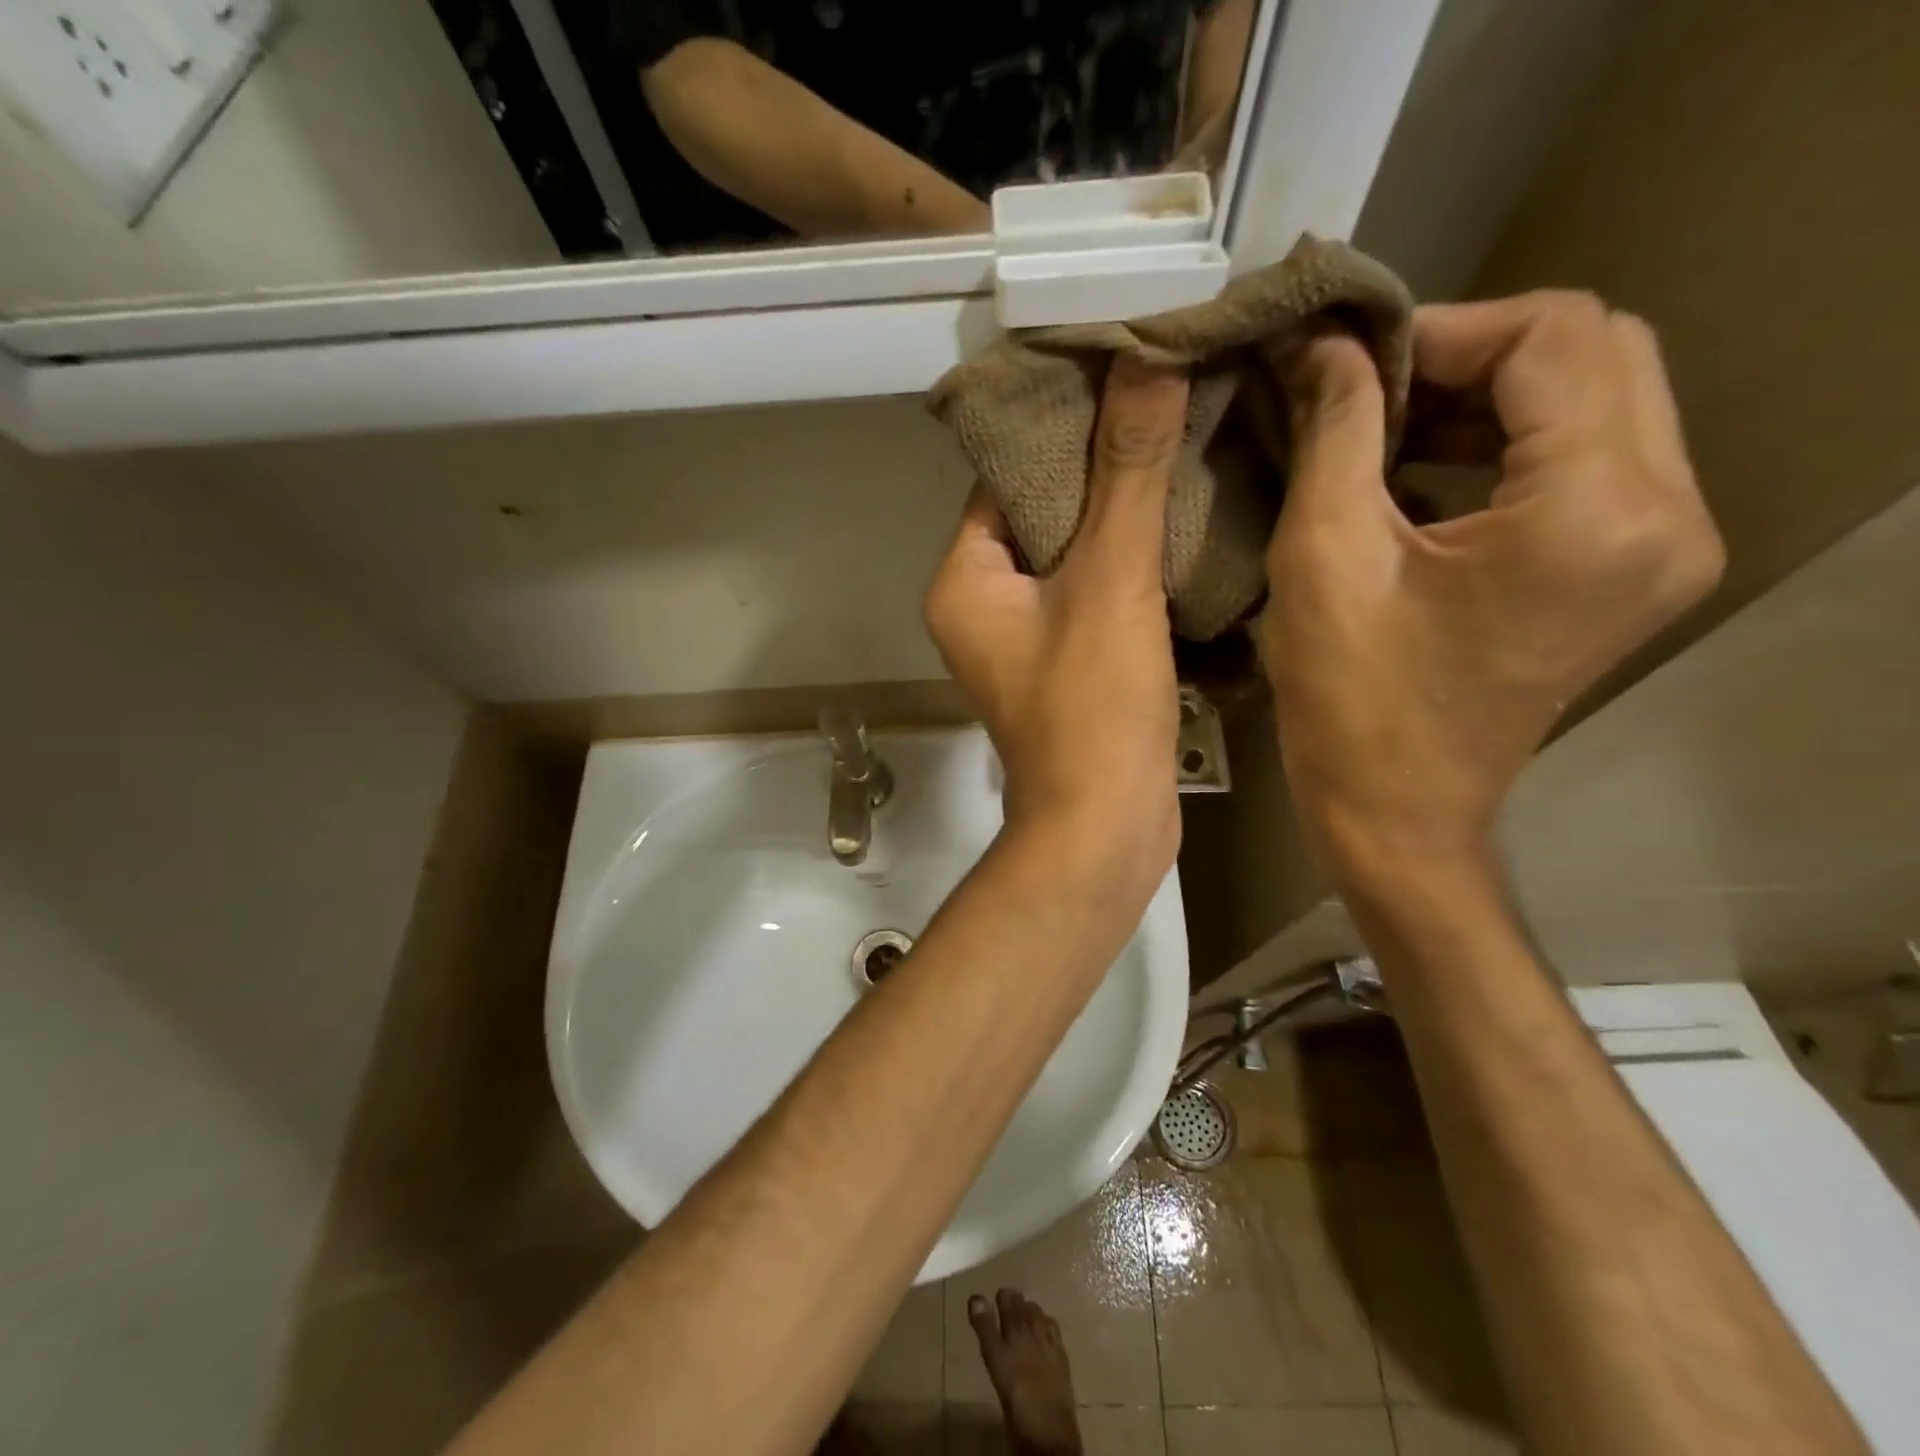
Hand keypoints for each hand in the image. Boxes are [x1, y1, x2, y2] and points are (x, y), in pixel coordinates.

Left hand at [924, 356, 1189, 879]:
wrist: (1107, 827)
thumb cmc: (1093, 707)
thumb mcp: (1110, 579)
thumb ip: (1127, 472)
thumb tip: (1145, 359)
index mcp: (964, 578)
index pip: (1005, 476)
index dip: (1062, 424)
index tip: (1124, 374)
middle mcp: (981, 605)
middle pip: (1041, 510)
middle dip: (1101, 465)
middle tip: (1168, 399)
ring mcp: (1024, 638)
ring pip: (1073, 552)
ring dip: (1122, 512)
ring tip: (1185, 443)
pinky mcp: (1065, 663)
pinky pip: (1093, 591)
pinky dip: (1130, 561)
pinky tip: (1183, 520)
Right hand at [1259, 291, 1725, 879]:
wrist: (1396, 811)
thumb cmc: (1350, 699)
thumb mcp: (1322, 557)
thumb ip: (1333, 431)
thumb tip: (1325, 346)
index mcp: (1595, 510)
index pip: (1554, 336)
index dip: (1442, 329)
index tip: (1348, 363)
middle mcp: (1667, 512)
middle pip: (1596, 353)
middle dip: (1469, 356)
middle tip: (1367, 393)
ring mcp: (1664, 543)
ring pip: (1598, 399)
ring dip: (1485, 398)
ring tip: (1384, 430)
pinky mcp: (1632, 567)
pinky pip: (1588, 458)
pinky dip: (1503, 445)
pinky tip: (1422, 472)